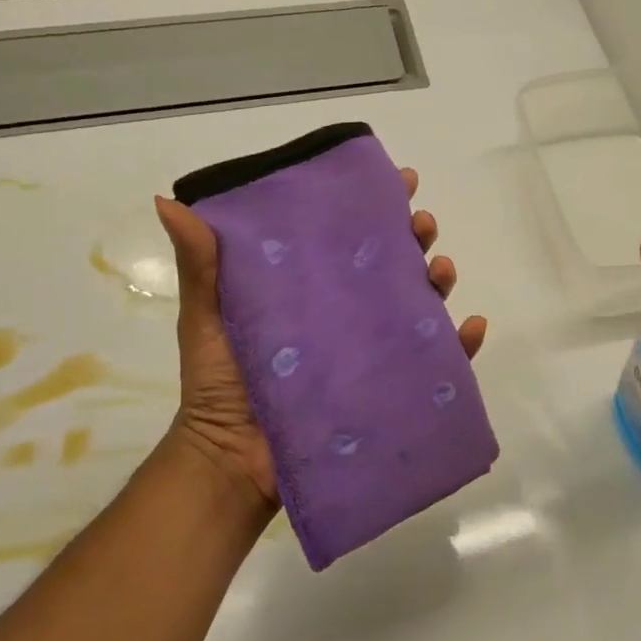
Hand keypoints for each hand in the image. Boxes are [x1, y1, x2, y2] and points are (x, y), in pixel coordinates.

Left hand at [153, 168, 487, 513]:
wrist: (232, 460)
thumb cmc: (220, 383)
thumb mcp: (207, 317)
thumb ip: (200, 265)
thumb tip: (167, 201)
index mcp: (313, 287)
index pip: (350, 236)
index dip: (377, 205)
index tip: (398, 180)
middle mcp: (350, 311)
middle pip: (394, 263)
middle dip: (415, 236)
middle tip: (421, 224)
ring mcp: (374, 350)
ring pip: (421, 305)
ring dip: (439, 280)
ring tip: (441, 270)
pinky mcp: (391, 388)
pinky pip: (439, 364)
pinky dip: (463, 345)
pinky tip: (473, 326)